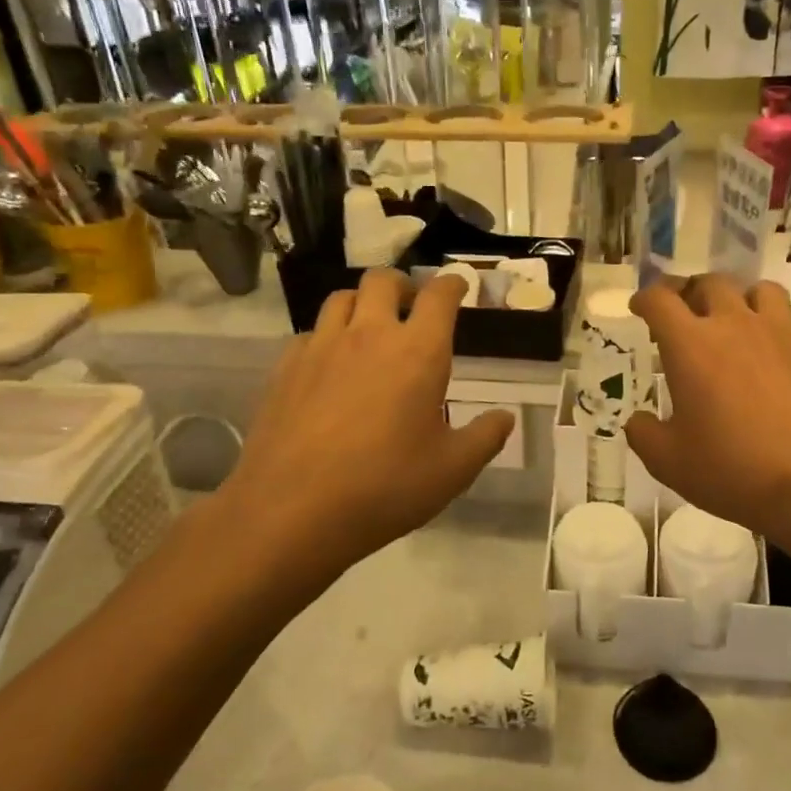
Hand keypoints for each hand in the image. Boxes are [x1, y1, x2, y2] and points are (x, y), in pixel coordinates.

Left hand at [204, 271, 512, 585]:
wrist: (292, 510)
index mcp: (418, 352)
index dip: (452, 284)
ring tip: (369, 329)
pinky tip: (330, 367)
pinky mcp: (286, 368)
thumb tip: (504, 417)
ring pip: (341, 298)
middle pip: (383, 281)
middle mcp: (369, 336)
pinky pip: (310, 333)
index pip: (439, 296)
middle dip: (403, 285)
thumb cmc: (385, 487)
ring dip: (362, 304)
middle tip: (412, 306)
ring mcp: (321, 348)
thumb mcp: (453, 470)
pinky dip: (327, 337)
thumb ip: (485, 437)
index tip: (459, 286)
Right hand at [625, 276, 790, 550]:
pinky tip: (785, 356)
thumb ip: (644, 434)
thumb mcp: (669, 462)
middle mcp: (736, 325)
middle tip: (688, 314)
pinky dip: (786, 333)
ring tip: (741, 323)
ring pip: (762, 291)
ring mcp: (784, 333)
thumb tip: (638, 420)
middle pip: (711, 284)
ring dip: (744, 300)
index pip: (660, 301)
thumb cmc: (733, 469)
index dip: (645, 299)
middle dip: (693, 292)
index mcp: (691, 345)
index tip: (640, 307)